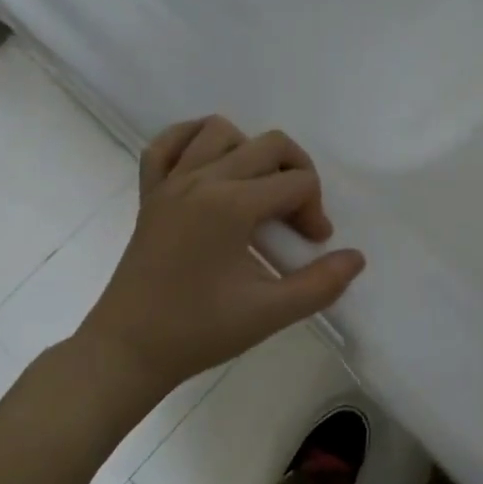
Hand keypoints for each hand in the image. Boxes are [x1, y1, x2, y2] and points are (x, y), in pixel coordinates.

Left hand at [76, 118, 365, 395]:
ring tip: (256, 191)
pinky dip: (191, 140)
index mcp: (231, 205)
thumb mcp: (269, 313)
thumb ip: (320, 284)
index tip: (313, 247)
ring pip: (220, 131)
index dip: (315, 211)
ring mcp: (171, 182)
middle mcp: (202, 180)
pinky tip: (210, 165)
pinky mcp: (149, 192)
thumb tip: (356, 258)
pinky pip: (167, 143)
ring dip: (249, 151)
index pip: (297, 182)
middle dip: (296, 174)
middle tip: (295, 219)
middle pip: (270, 144)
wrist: (126, 352)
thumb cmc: (198, 332)